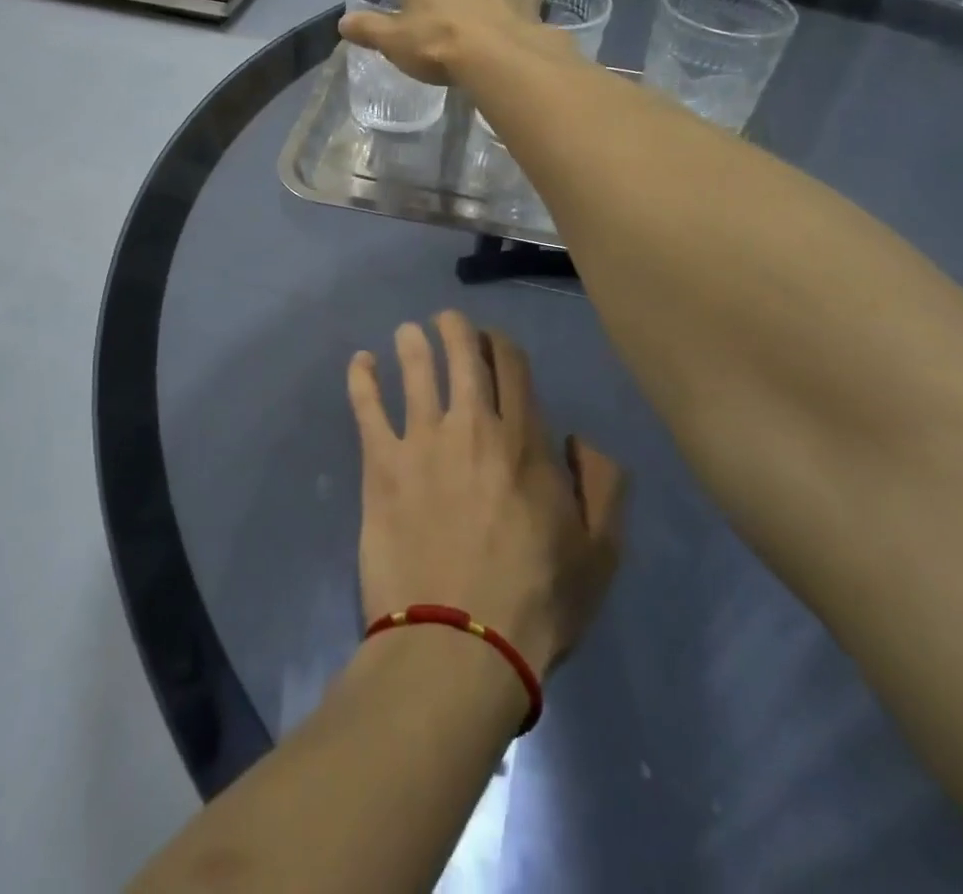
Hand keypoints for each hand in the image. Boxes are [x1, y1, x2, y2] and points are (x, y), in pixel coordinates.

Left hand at [347, 310, 625, 676]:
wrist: (460, 641)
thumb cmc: (536, 599)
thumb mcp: (600, 551)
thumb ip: (603, 486)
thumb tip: (580, 440)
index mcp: (524, 439)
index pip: (510, 366)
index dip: (500, 344)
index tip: (492, 341)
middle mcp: (471, 425)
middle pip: (460, 354)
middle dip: (454, 328)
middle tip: (446, 320)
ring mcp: (421, 440)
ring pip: (414, 369)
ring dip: (411, 342)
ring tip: (407, 331)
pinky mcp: (380, 464)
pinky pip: (366, 407)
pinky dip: (361, 377)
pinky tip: (360, 360)